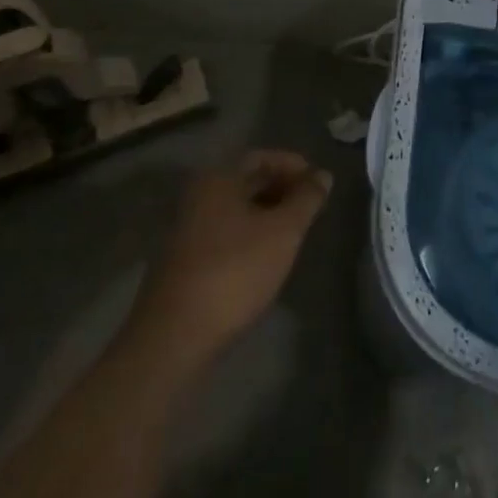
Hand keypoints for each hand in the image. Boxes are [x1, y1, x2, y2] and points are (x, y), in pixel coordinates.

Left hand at [128, 152, 332, 358]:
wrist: (174, 339)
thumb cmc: (234, 271)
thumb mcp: (283, 231)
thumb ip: (307, 199)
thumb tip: (323, 175)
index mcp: (217, 179)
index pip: (262, 157)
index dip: (294, 165)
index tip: (319, 184)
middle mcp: (197, 197)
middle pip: (247, 181)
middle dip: (283, 189)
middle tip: (311, 207)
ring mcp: (187, 231)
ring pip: (237, 210)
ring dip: (268, 214)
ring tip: (295, 232)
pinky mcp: (184, 263)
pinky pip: (225, 234)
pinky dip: (250, 235)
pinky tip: (267, 257)